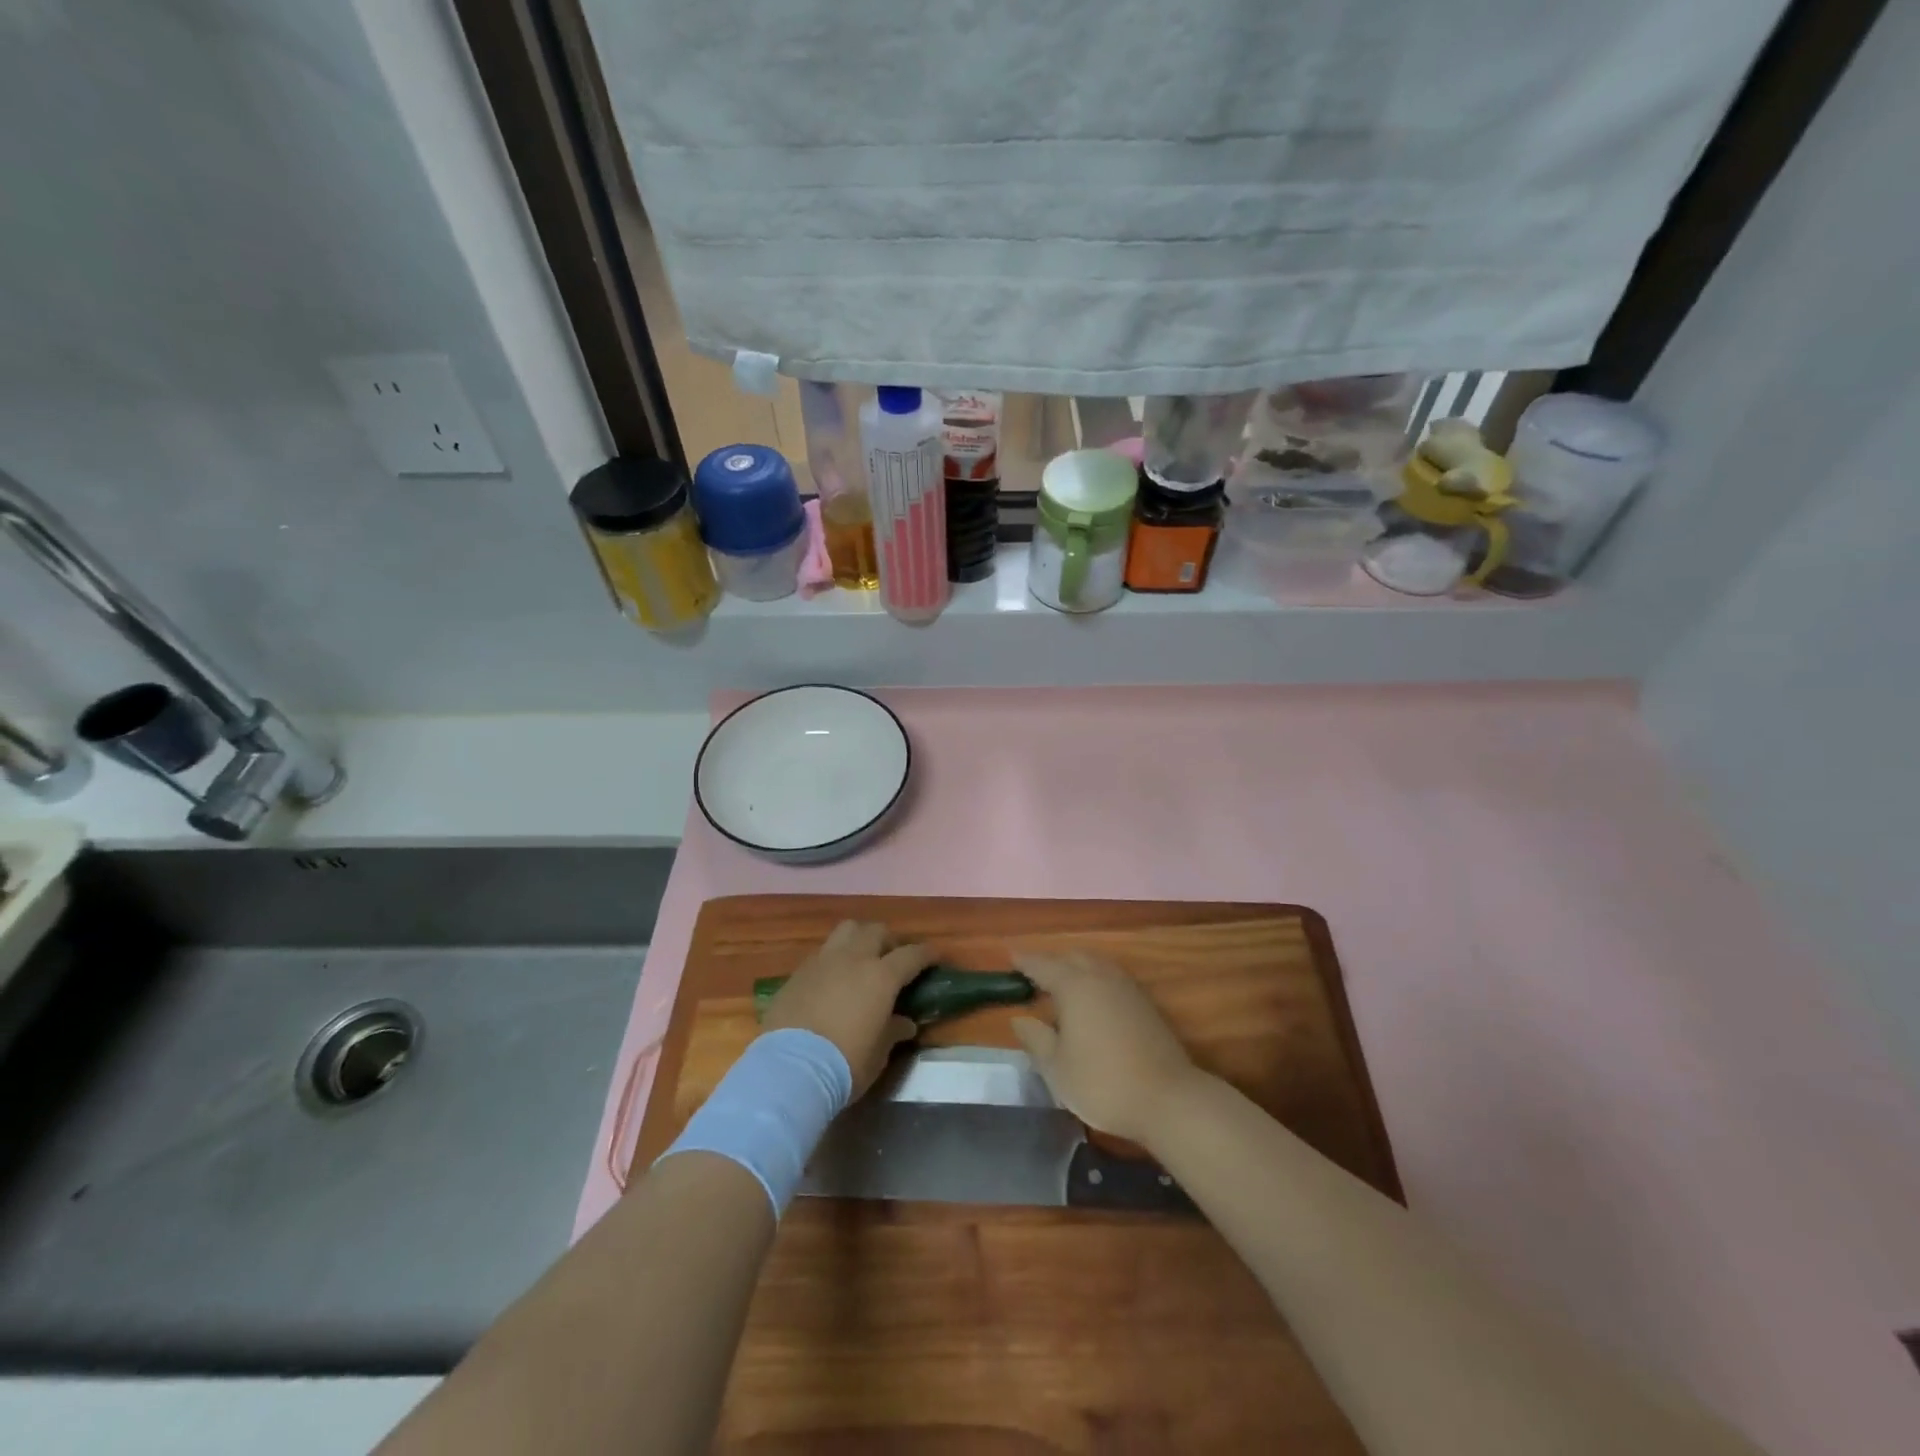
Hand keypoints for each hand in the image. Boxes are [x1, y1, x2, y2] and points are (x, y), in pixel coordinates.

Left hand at [761, 921, 931, 1096]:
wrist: (789, 1069)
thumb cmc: (844, 1064)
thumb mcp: (878, 1054)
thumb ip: (893, 1031)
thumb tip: (905, 1023)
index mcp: (881, 977)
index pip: (912, 954)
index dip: (926, 953)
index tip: (935, 956)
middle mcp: (853, 959)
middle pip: (877, 931)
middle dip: (890, 941)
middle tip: (894, 959)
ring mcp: (823, 961)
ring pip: (847, 930)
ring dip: (860, 938)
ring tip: (862, 958)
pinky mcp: (798, 972)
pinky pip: (823, 952)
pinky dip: (834, 958)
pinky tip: (833, 979)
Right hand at [1009, 951, 1199, 1145]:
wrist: (1168, 1098)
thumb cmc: (1102, 1083)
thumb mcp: (1057, 1068)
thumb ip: (1035, 1039)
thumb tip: (1020, 1018)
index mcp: (1074, 985)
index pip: (1042, 964)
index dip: (1024, 961)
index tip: (1010, 957)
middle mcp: (1100, 976)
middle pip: (1071, 957)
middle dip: (1051, 962)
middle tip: (1034, 976)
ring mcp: (1126, 987)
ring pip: (1095, 963)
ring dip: (1076, 967)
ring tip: (1062, 986)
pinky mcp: (1144, 1002)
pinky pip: (1111, 976)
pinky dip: (1095, 978)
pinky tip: (1092, 1000)